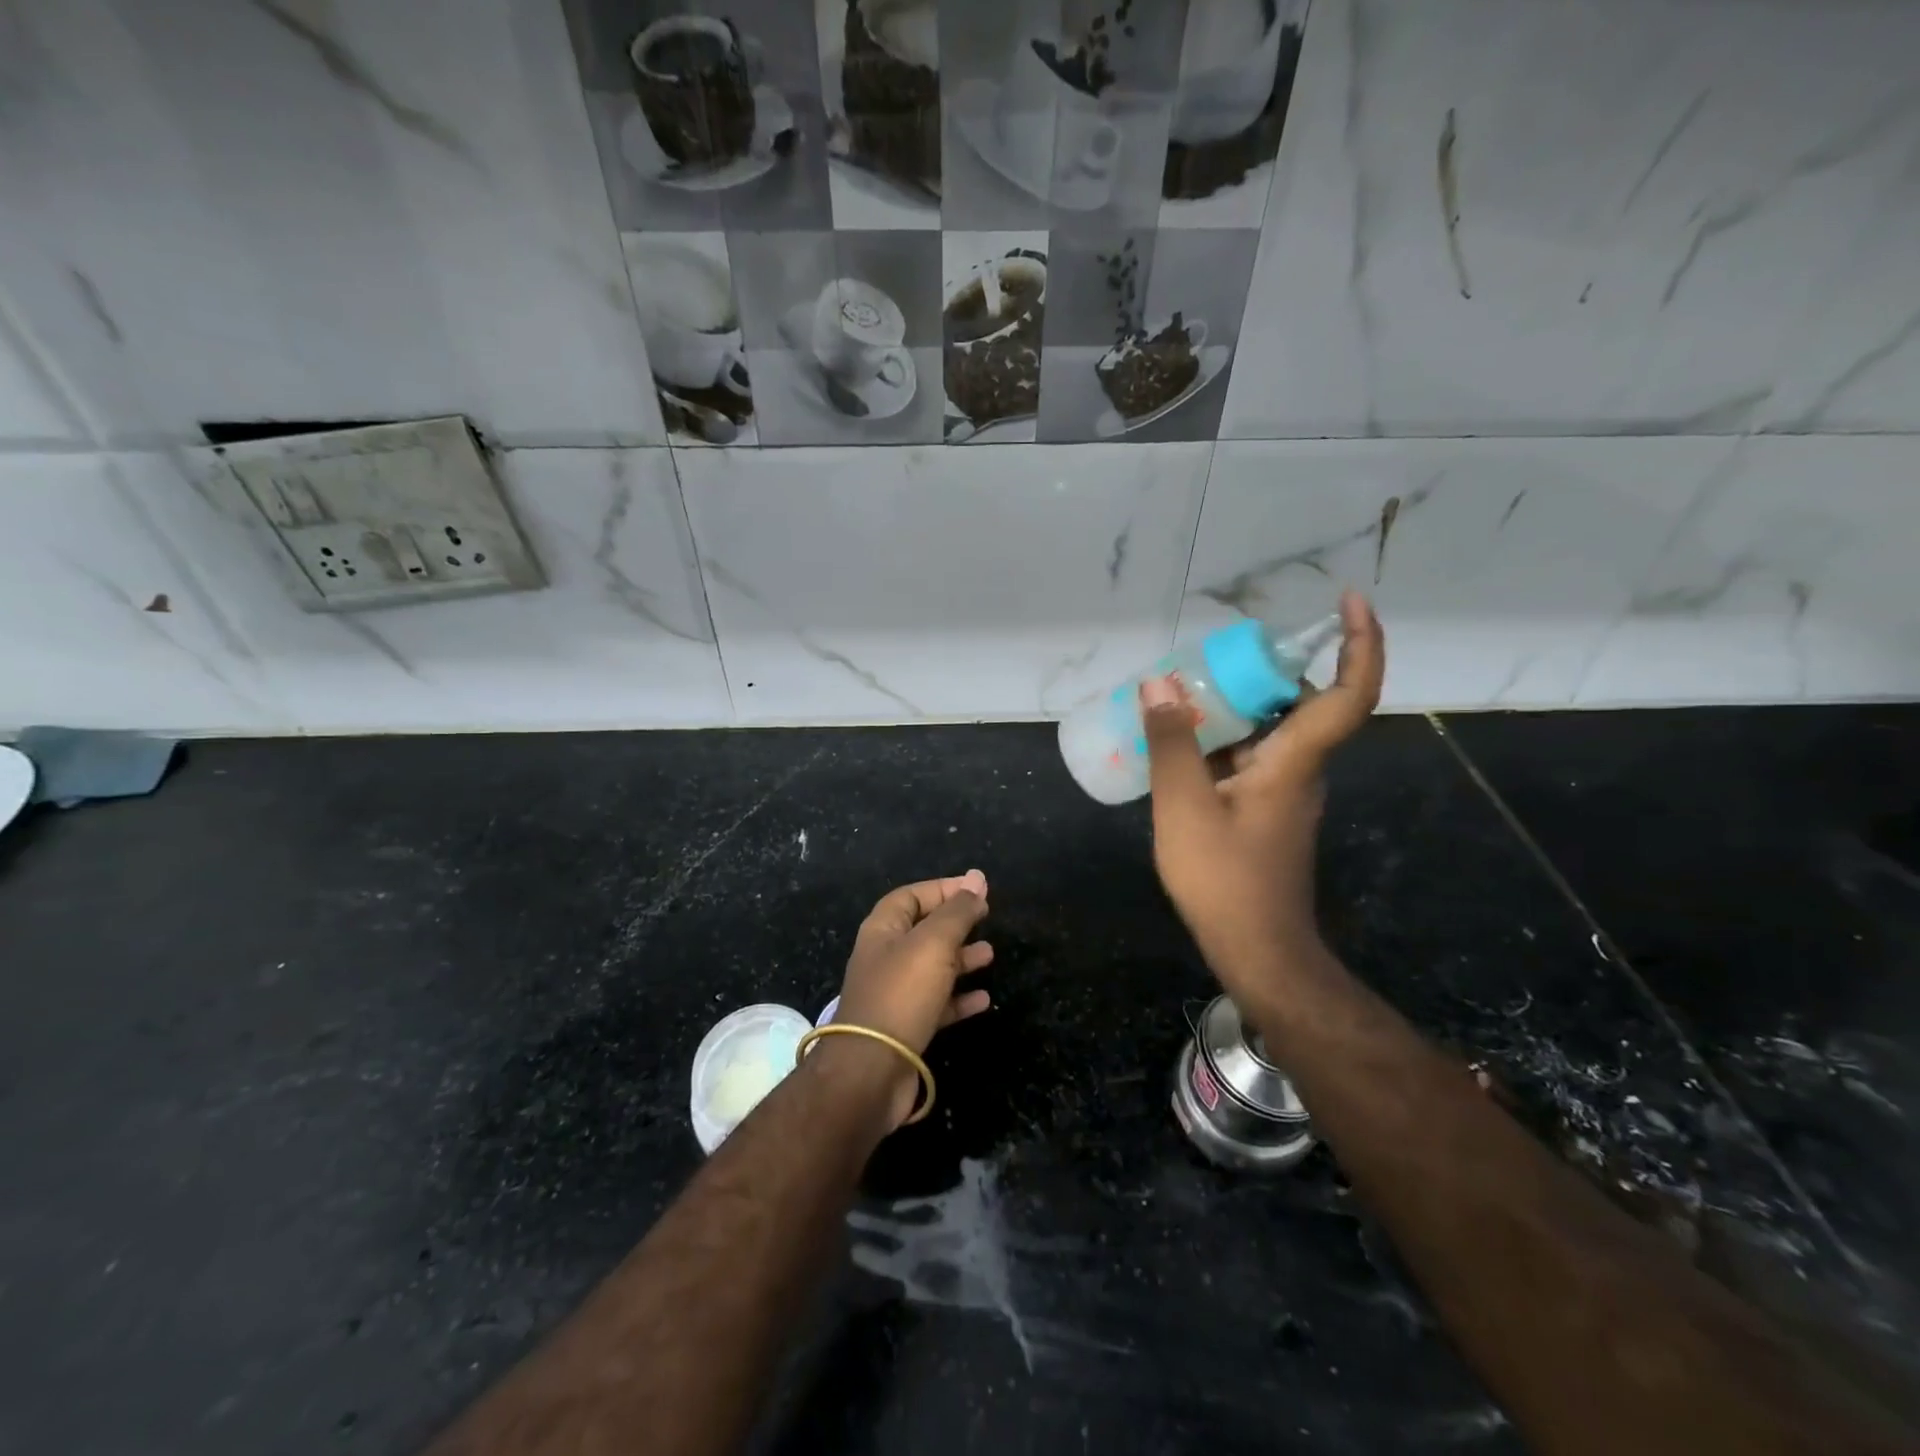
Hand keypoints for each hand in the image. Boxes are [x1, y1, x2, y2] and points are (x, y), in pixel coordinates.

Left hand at [828, 869, 993, 1126]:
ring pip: (932, 967)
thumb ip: (957, 911)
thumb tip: (976, 877)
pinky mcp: (906, 1027)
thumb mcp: (934, 943)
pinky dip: (960, 998)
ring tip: (991, 954)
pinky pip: (937, 1004)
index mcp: (883, 930)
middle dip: (955, 923)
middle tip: (987, 919)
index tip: (977, 889)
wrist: (871, 1072)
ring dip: (961, 958)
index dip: (943, 889)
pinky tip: (984, 999)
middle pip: (923, 930)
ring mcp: (894, 994)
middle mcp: (885, 957)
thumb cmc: (901, 994)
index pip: (912, 896)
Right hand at [1140, 592, 1384, 1012]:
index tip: (1349, 600)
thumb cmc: (1224, 878)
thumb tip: (1159, 683)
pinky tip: (1181, 747)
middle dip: (1266, 670)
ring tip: (1183, 696)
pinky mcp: (1268, 812)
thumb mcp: (1183, 806)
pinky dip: (1225, 741)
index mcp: (1295, 761)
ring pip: (1273, 732)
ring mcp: (1286, 793)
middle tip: (1214, 656)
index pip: (1348, 692)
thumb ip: (1171, 744)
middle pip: (1302, 703)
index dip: (1359, 642)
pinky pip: (1254, 758)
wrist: (1256, 949)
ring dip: (1238, 707)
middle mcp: (1302, 770)